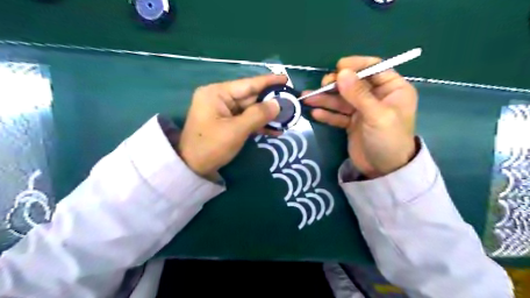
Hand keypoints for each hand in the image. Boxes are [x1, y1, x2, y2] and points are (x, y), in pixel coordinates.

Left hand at [176, 74, 285, 176]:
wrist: (192, 168)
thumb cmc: (211, 146)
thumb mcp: (236, 130)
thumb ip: (258, 115)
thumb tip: (278, 104)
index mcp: (217, 93)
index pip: (247, 84)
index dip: (268, 82)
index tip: (286, 79)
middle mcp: (219, 98)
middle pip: (250, 97)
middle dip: (270, 102)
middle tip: (291, 103)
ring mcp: (223, 111)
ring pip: (250, 110)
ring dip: (267, 116)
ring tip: (287, 118)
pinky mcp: (226, 123)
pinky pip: (245, 120)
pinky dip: (258, 125)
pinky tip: (275, 130)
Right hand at [304, 56, 419, 175]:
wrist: (384, 171)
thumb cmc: (388, 140)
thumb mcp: (377, 115)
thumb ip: (359, 94)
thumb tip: (341, 73)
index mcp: (392, 89)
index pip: (374, 68)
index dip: (356, 66)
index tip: (338, 68)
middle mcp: (377, 97)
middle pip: (354, 84)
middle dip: (336, 85)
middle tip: (321, 86)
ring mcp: (362, 111)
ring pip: (342, 100)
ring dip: (325, 99)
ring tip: (308, 98)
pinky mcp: (352, 123)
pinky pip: (338, 115)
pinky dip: (327, 114)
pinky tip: (315, 113)